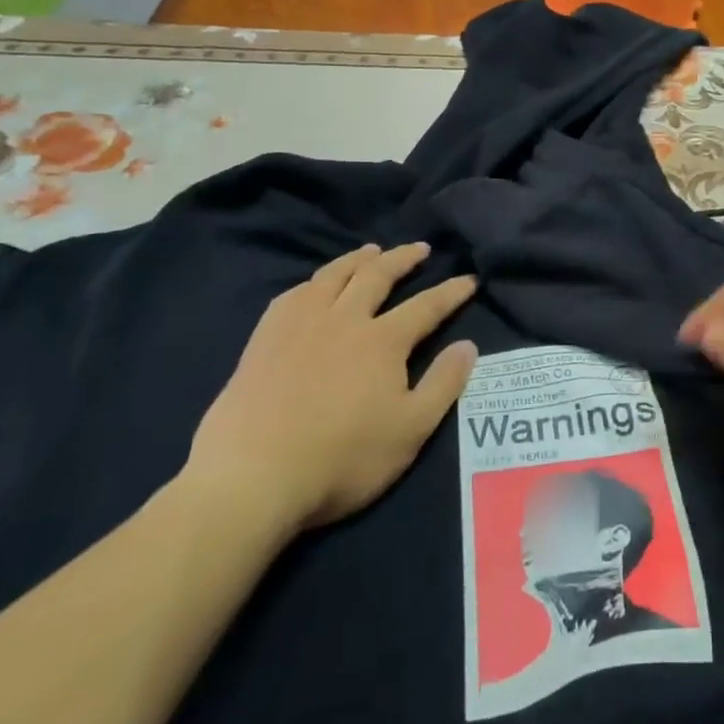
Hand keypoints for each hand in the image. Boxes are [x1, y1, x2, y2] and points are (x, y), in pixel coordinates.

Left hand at [184, 243, 476, 535]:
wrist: (253, 475)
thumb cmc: (343, 457)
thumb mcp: (411, 429)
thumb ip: (443, 384)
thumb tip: (467, 345)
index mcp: (383, 341)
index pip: (427, 306)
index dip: (451, 292)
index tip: (469, 279)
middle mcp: (344, 320)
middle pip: (377, 276)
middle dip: (403, 258)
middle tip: (420, 248)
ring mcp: (299, 325)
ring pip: (333, 276)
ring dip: (357, 259)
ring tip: (371, 251)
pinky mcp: (264, 339)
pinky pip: (292, 295)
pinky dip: (312, 283)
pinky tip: (313, 286)